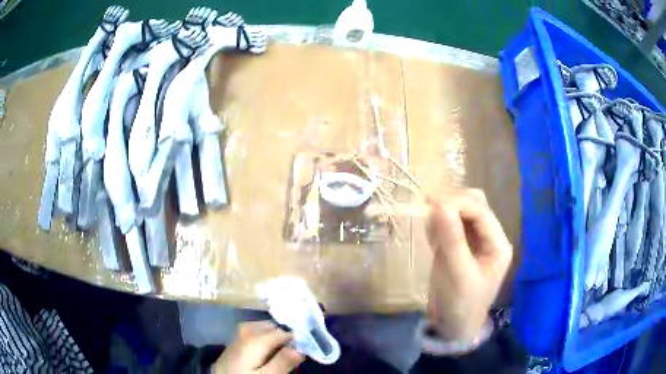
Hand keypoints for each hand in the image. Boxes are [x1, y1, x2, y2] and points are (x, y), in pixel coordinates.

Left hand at [211, 321, 304, 373]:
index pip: (285, 332)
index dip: (298, 340)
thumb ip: (283, 362)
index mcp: (255, 337)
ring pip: (267, 329)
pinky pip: (259, 332)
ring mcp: (241, 331)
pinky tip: (269, 351)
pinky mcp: (238, 337)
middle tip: (294, 354)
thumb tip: (301, 349)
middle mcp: (248, 328)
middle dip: (286, 338)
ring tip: (282, 354)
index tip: (306, 350)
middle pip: (275, 327)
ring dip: (277, 339)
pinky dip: (267, 339)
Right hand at [425, 189, 512, 342]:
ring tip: (430, 231)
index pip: (481, 212)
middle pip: (474, 206)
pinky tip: (431, 238)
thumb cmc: (461, 305)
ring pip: (461, 213)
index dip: (458, 203)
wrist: (451, 327)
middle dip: (452, 204)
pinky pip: (450, 226)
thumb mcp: (457, 274)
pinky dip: (439, 225)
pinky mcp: (459, 247)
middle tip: (429, 211)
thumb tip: (438, 204)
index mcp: (497, 244)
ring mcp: (474, 242)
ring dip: (444, 214)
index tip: (431, 203)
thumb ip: (451, 239)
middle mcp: (489, 239)